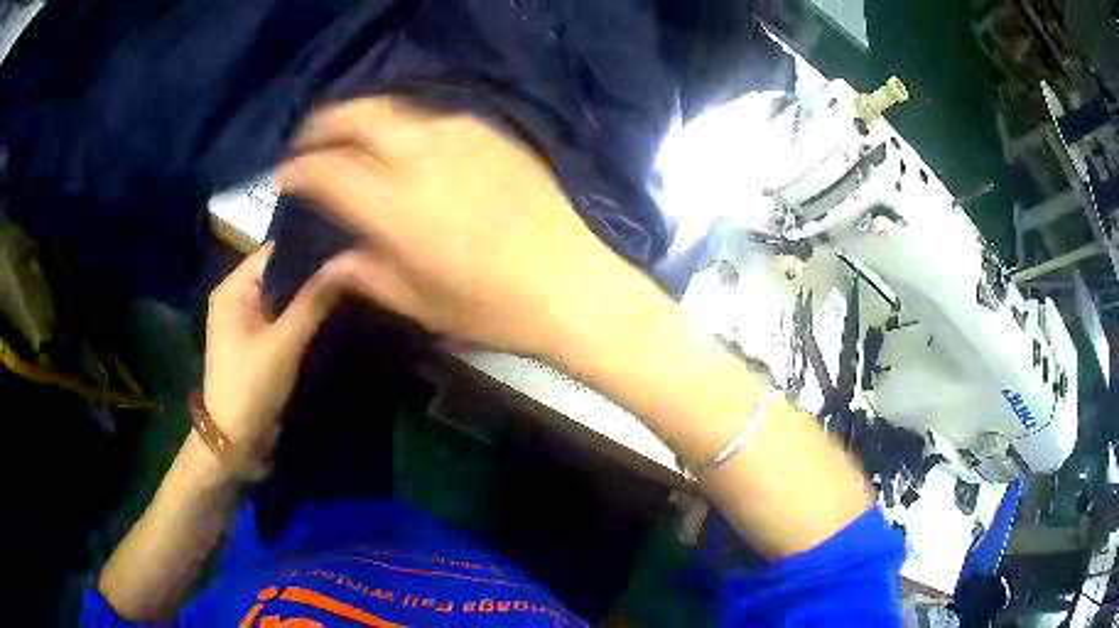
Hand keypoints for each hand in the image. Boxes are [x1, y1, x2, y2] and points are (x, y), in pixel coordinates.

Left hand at [202, 244, 351, 473]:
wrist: (235, 440)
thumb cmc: (251, 386)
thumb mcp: (283, 343)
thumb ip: (313, 302)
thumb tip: (347, 263)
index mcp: (233, 289)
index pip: (274, 252)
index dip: (308, 247)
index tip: (346, 245)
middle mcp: (237, 298)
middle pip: (279, 274)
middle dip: (313, 272)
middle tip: (354, 267)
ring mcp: (247, 321)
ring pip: (284, 297)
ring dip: (310, 296)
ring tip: (350, 285)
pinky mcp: (257, 341)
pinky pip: (283, 318)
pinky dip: (303, 316)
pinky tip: (331, 313)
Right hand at [276, 96, 655, 358]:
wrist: (572, 285)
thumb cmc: (494, 308)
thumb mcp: (421, 304)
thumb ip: (367, 274)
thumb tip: (333, 260)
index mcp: (396, 209)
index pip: (329, 171)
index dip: (299, 169)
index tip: (286, 174)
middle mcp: (422, 160)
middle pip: (358, 118)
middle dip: (324, 123)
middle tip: (310, 139)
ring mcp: (461, 139)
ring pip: (395, 109)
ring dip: (362, 117)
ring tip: (349, 134)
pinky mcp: (491, 135)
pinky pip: (434, 117)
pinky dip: (404, 123)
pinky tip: (404, 142)